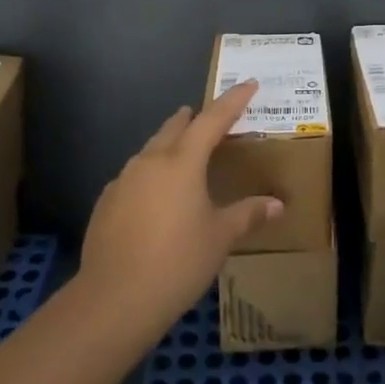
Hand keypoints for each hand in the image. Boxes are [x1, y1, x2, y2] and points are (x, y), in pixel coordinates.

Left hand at [77, 80, 283, 345]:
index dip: (233, 101)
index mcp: (182, 162)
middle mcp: (150, 162)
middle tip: (208, 119)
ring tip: (182, 156)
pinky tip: (154, 197)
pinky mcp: (106, 203)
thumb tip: (278, 204)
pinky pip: (133, 177)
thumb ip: (248, 214)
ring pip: (150, 151)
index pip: (212, 120)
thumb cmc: (178, 262)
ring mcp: (123, 181)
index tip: (248, 84)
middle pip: (174, 128)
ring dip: (168, 146)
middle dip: (193, 119)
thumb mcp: (220, 237)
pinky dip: (149, 176)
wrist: (114, 299)